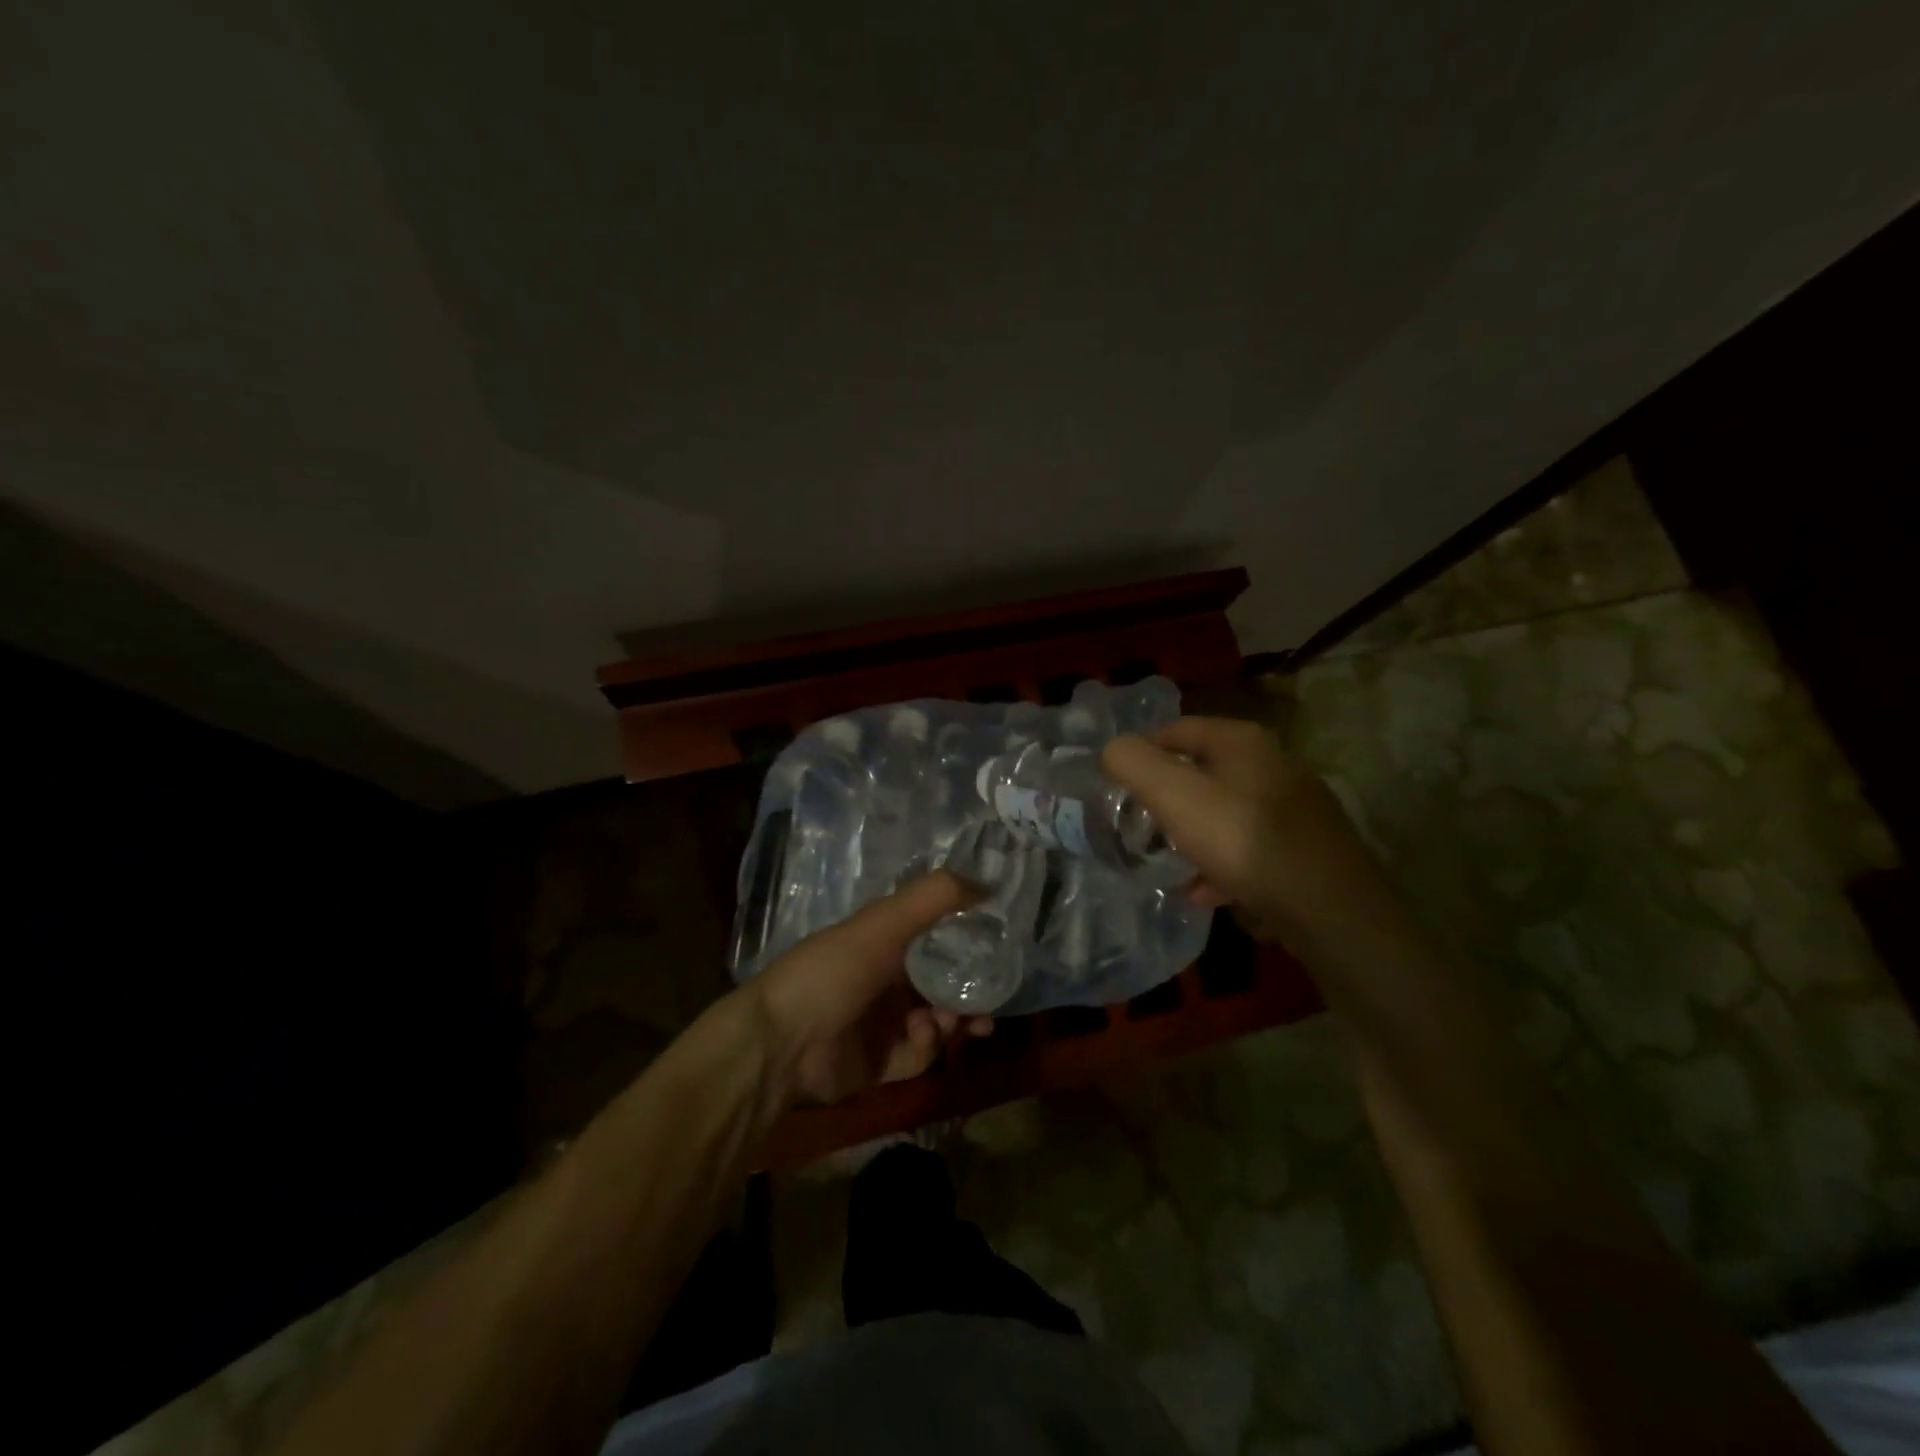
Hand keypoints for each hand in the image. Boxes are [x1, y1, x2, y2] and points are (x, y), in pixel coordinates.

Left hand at [742, 871, 992, 1105]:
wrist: (782, 1044)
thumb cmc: (834, 971)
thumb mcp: (884, 922)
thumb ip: (935, 897)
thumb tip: (988, 885)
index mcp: (882, 942)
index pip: (935, 935)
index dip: (966, 939)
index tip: (997, 945)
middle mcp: (885, 979)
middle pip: (942, 981)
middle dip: (970, 988)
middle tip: (992, 996)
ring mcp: (882, 1023)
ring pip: (938, 1020)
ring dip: (957, 1018)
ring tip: (967, 1021)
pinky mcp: (880, 1063)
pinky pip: (918, 1055)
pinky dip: (926, 1046)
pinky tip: (922, 1036)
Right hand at [1103, 716, 1386, 942]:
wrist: (1331, 908)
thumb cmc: (1243, 840)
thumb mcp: (1175, 796)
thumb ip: (1134, 764)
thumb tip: (1113, 750)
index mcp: (1241, 741)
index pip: (1175, 730)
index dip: (1140, 754)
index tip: (1116, 787)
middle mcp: (1272, 763)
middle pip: (1201, 772)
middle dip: (1165, 799)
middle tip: (1139, 826)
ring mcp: (1294, 806)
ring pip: (1224, 811)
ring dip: (1191, 835)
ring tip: (1168, 864)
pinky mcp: (1305, 846)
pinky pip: (1248, 846)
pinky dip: (1221, 863)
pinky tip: (1206, 891)